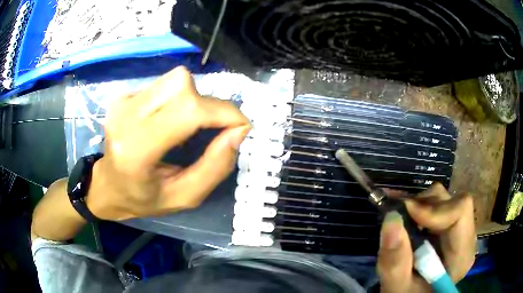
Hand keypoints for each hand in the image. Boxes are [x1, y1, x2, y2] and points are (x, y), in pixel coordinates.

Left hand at [87, 66, 250, 220]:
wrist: (107, 186)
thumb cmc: (143, 198)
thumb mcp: (184, 197)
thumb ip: (215, 167)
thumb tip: (239, 131)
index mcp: (136, 150)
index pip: (188, 111)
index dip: (223, 112)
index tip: (240, 127)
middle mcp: (126, 117)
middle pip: (182, 84)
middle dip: (208, 105)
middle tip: (211, 129)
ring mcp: (122, 102)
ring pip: (175, 79)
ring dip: (193, 99)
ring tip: (187, 126)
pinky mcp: (124, 95)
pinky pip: (164, 83)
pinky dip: (177, 98)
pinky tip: (168, 119)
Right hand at [377, 183, 475, 291]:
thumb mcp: (397, 287)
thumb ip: (395, 261)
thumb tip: (391, 218)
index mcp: (462, 256)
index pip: (461, 212)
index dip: (435, 209)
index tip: (406, 213)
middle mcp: (466, 238)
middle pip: (454, 202)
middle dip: (424, 205)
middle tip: (398, 214)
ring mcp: (460, 231)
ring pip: (446, 199)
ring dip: (421, 205)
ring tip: (401, 218)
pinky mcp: (450, 227)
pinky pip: (440, 205)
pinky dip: (420, 207)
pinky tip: (406, 215)